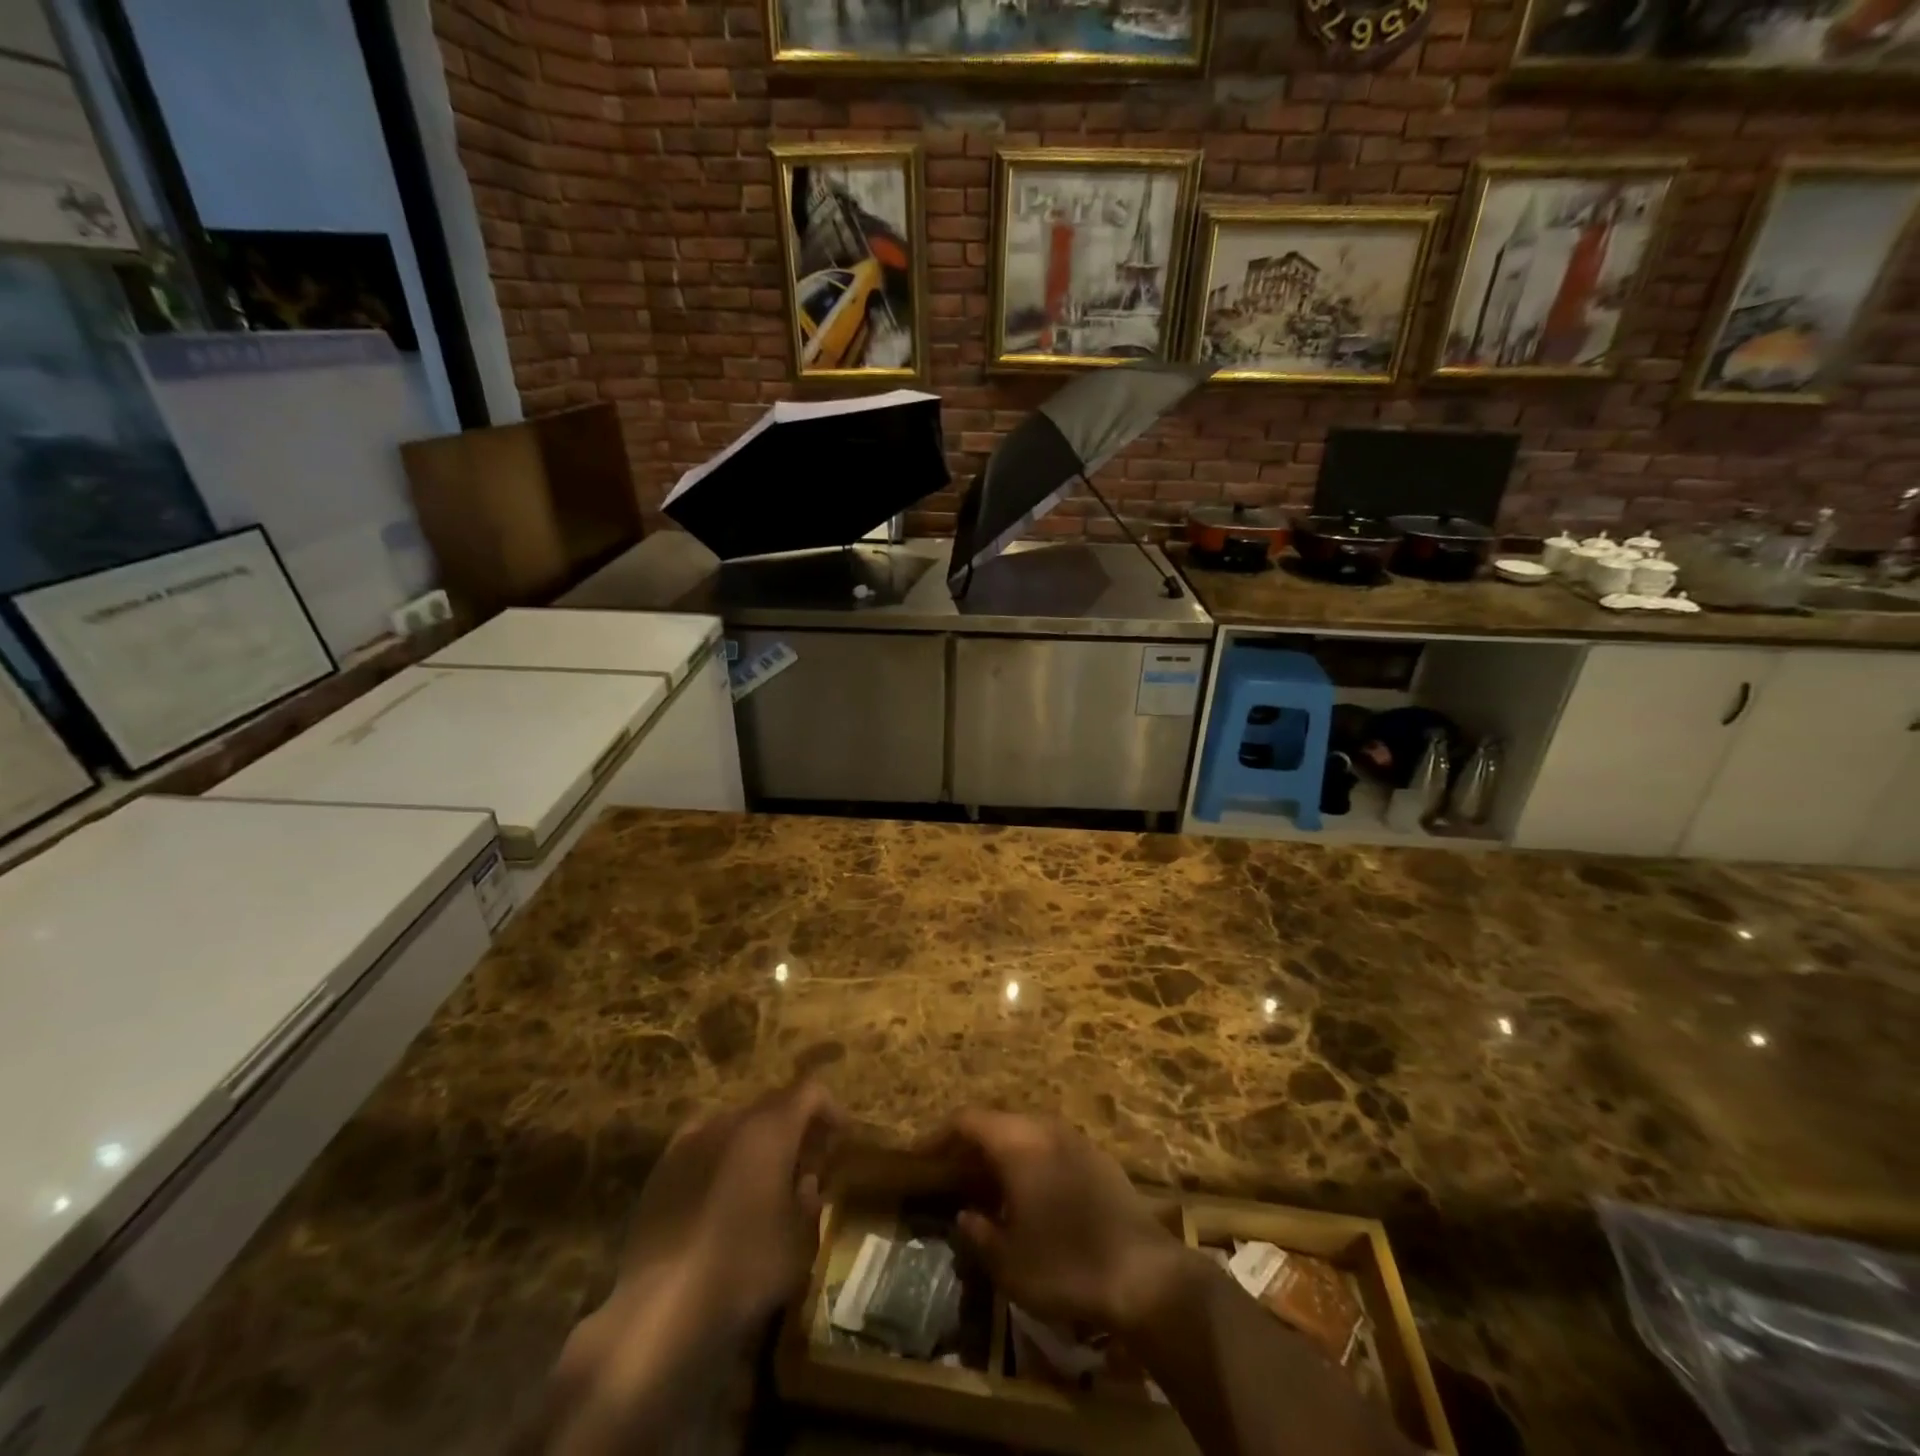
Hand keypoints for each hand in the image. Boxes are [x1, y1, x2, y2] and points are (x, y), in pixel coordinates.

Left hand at [616, 1077, 842, 1332]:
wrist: (659, 1306)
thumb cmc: (743, 1268)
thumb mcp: (798, 1243)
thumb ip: (809, 1202)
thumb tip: (806, 1182)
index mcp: (770, 1129)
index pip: (809, 1092)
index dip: (830, 1109)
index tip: (841, 1138)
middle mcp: (731, 1121)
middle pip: (773, 1104)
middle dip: (796, 1126)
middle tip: (809, 1162)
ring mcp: (691, 1141)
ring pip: (737, 1124)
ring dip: (758, 1141)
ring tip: (765, 1180)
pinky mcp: (662, 1169)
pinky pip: (703, 1145)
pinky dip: (722, 1157)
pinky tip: (722, 1194)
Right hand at [929, 1110, 1192, 1335]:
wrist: (1145, 1274)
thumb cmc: (1066, 1265)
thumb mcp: (1008, 1262)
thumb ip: (978, 1233)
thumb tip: (965, 1214)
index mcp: (1017, 1142)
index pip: (967, 1120)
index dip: (938, 1135)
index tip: (919, 1156)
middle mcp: (1044, 1128)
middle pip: (997, 1123)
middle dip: (970, 1144)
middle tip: (950, 1173)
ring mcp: (1075, 1139)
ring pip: (1026, 1133)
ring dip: (1002, 1152)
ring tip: (986, 1186)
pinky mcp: (1098, 1158)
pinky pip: (1050, 1146)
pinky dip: (1030, 1161)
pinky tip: (1030, 1195)